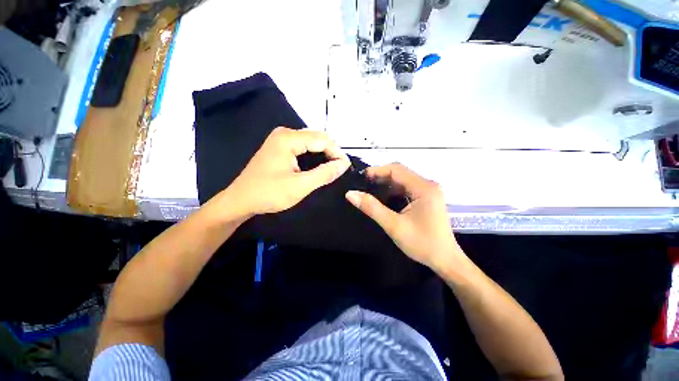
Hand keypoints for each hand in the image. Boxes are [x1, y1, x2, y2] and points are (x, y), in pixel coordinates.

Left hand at [227, 127, 350, 215]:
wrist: (240, 200)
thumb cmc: (269, 194)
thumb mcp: (300, 186)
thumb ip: (324, 173)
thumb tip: (344, 164)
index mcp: (288, 138)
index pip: (322, 139)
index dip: (337, 153)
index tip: (346, 168)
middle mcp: (285, 133)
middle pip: (317, 138)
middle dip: (331, 153)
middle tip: (339, 170)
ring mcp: (281, 139)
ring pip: (311, 142)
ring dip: (323, 154)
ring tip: (332, 169)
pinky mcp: (279, 147)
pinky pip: (303, 147)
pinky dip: (314, 155)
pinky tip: (318, 166)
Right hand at [345, 163, 463, 271]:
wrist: (446, 261)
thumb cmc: (422, 243)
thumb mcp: (394, 225)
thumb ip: (372, 208)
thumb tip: (350, 194)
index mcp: (424, 188)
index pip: (396, 170)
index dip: (377, 170)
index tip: (361, 177)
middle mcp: (428, 185)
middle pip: (400, 173)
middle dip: (380, 176)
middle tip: (363, 184)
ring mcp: (429, 192)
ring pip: (403, 180)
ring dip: (386, 183)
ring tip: (369, 190)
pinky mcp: (427, 198)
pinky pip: (407, 188)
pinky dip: (393, 190)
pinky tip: (383, 197)